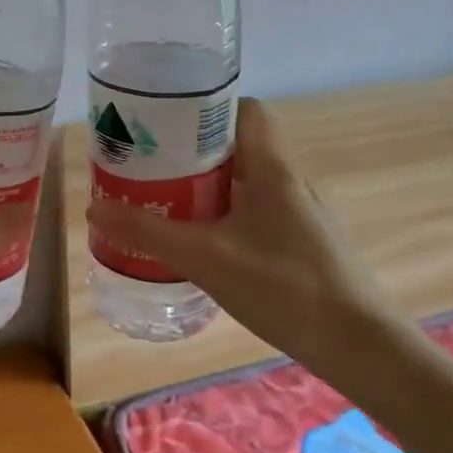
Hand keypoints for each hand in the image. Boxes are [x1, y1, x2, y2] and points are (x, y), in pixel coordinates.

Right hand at [86, 98, 400, 366]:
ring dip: (209, 184)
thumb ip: (149, 232)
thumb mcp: (205, 257)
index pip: (246, 109)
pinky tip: (204, 242)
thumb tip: (94, 208)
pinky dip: (228, 214)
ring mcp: (302, 213)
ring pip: (248, 180)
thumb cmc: (284, 286)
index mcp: (272, 167)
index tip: (166, 122)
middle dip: (194, 150)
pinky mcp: (305, 242)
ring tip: (167, 199)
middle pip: (240, 144)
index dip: (207, 107)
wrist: (359, 346)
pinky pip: (259, 210)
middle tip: (151, 164)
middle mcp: (291, 180)